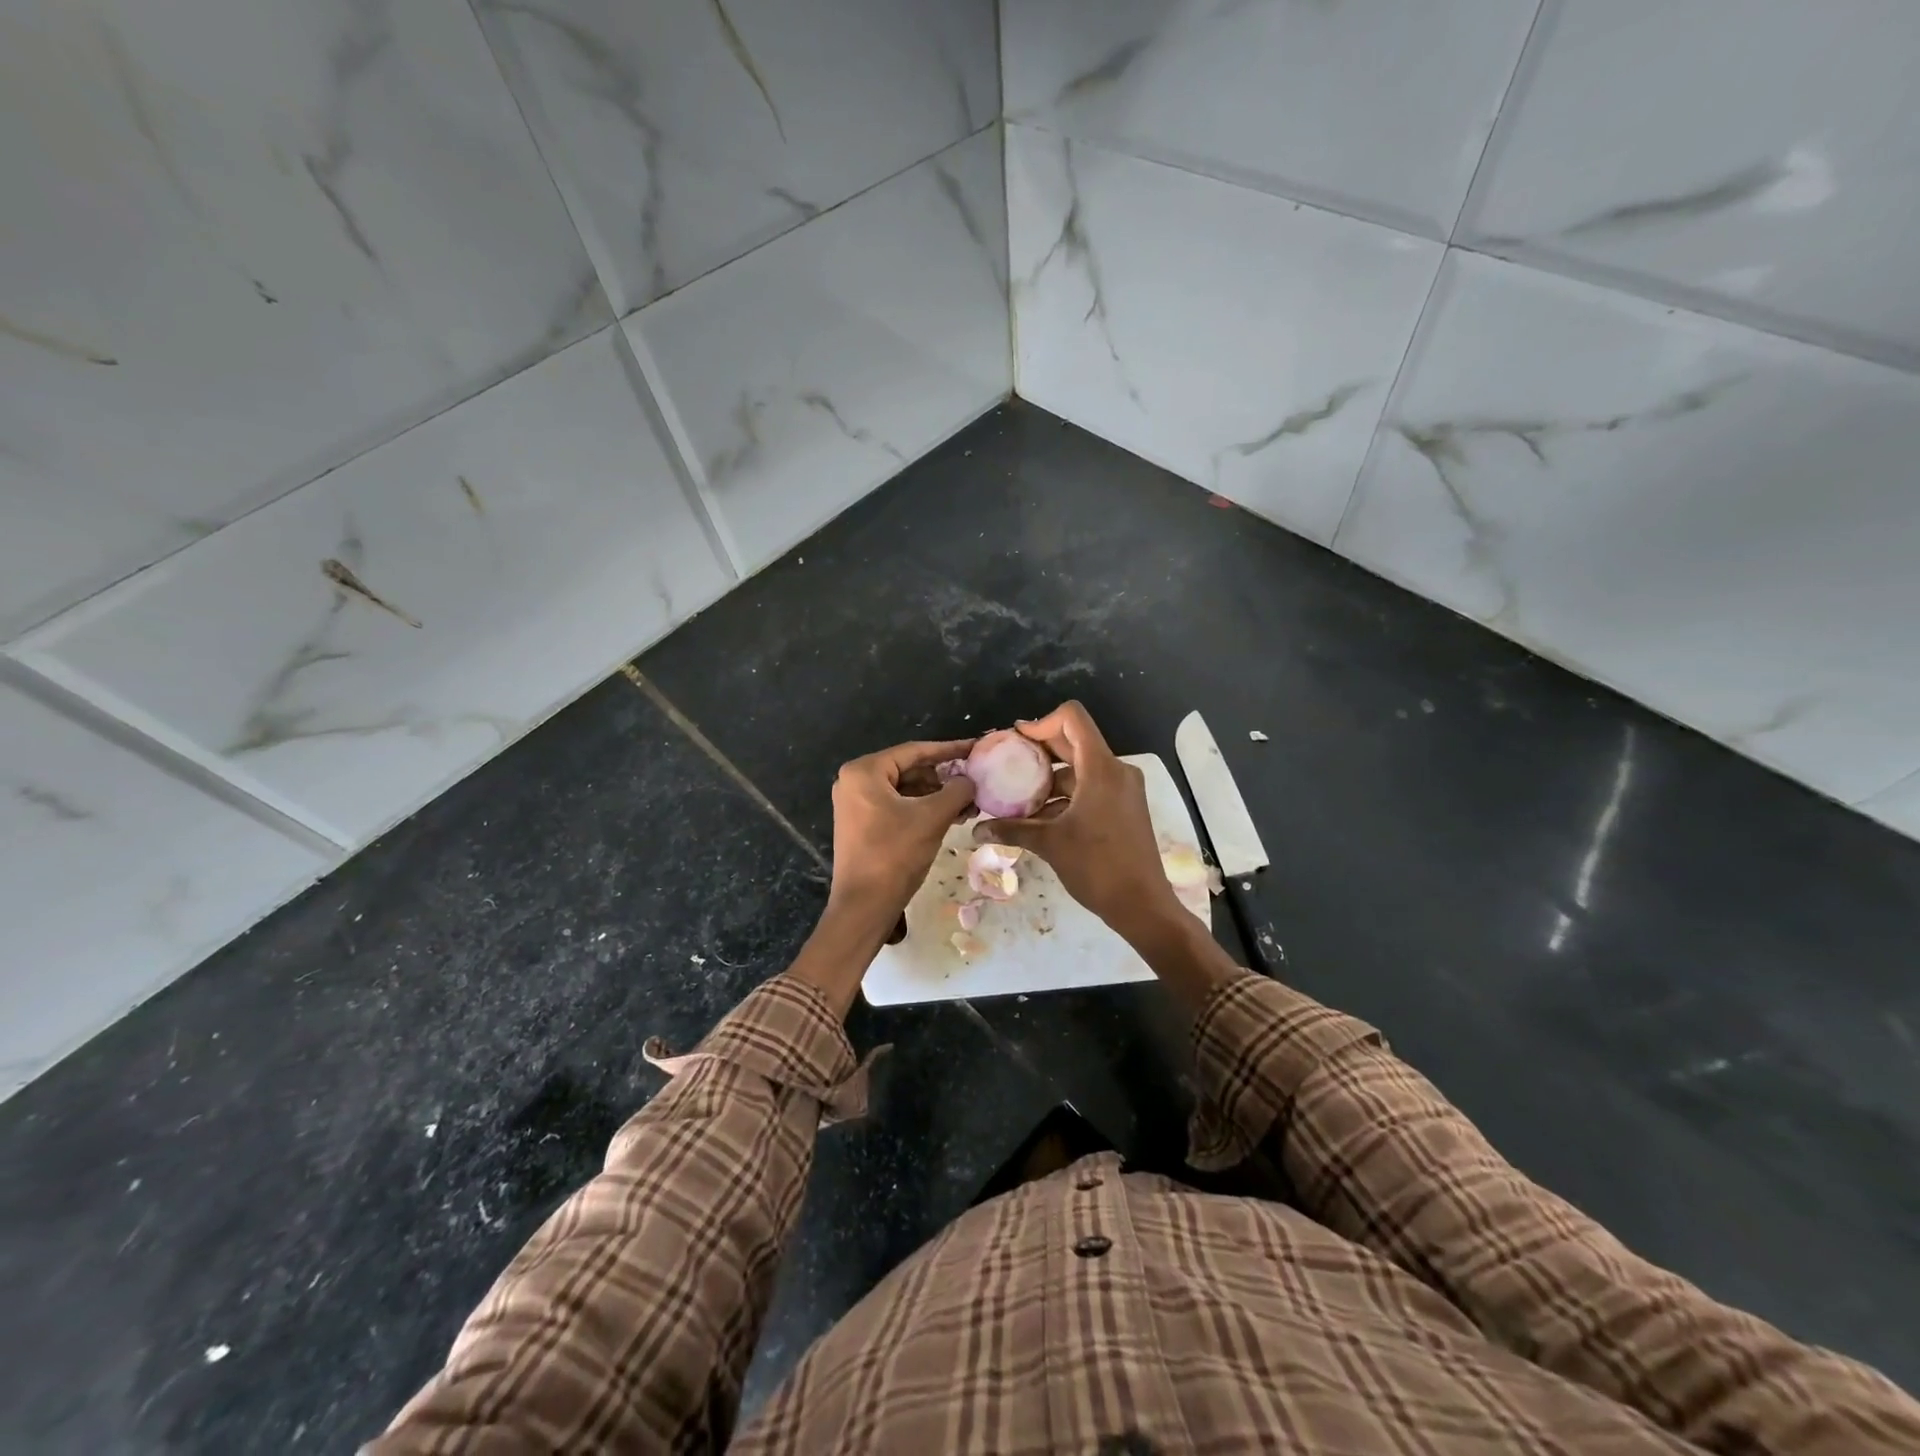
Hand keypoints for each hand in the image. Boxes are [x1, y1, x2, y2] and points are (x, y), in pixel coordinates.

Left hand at [826, 738, 976, 930]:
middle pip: (909, 770)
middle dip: (944, 778)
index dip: (949, 750)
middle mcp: (855, 781)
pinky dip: (923, 809)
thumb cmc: (894, 854)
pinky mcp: (862, 824)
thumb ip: (956, 791)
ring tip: (969, 804)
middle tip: (976, 782)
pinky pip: (897, 806)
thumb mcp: (932, 818)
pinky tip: (951, 816)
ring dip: (937, 795)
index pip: (915, 751)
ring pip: (906, 790)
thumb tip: (971, 780)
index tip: (976, 749)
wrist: (864, 906)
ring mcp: (856, 804)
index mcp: (864, 771)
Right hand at [975, 703, 1184, 942]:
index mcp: (1101, 768)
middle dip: (1040, 751)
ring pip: (1081, 768)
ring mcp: (1124, 789)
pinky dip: (1067, 795)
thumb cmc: (1096, 867)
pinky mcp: (1125, 806)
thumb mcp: (1049, 844)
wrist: (1142, 905)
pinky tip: (1042, 818)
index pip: (1072, 719)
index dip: (1041, 722)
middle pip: (1075, 742)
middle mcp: (1116, 770)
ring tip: (1020, 799)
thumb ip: (1011, 830)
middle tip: (1009, 764)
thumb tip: (976, 830)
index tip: (1016, 741)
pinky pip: (1092, 787)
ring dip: (1051, 779)